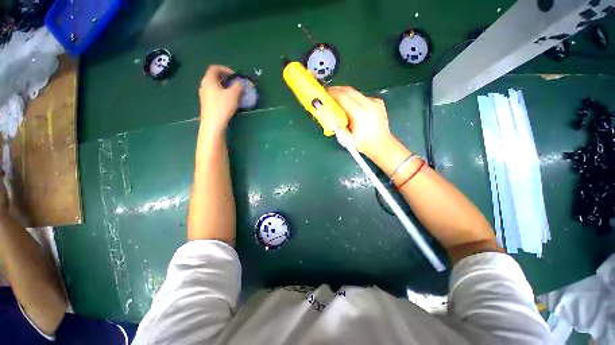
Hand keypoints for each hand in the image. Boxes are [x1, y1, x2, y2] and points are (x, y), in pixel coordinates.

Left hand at [199, 65, 243, 133]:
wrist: (213, 123)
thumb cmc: (222, 106)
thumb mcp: (233, 95)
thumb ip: (237, 86)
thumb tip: (240, 83)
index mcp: (209, 80)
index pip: (214, 68)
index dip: (225, 69)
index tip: (234, 75)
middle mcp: (204, 85)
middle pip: (213, 77)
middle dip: (225, 78)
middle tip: (234, 83)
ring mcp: (204, 95)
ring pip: (214, 86)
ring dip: (223, 86)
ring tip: (233, 92)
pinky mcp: (206, 103)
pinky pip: (213, 93)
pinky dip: (221, 93)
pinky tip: (228, 100)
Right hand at [327, 86, 395, 160]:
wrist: (382, 144)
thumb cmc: (363, 144)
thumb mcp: (346, 139)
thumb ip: (337, 126)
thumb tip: (330, 115)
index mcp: (360, 114)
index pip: (343, 97)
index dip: (332, 93)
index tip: (324, 93)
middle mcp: (369, 104)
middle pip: (349, 90)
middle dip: (337, 89)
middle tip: (328, 92)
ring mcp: (375, 101)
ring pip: (355, 92)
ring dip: (344, 93)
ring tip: (337, 98)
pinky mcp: (378, 102)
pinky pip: (362, 96)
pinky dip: (353, 98)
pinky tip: (350, 105)